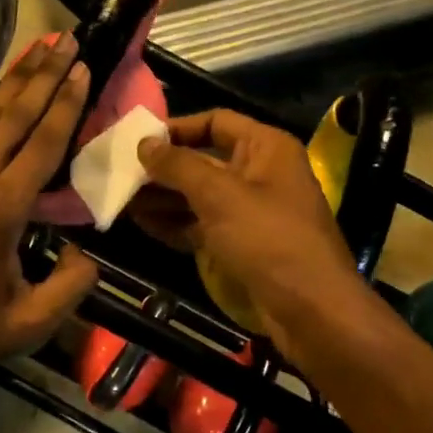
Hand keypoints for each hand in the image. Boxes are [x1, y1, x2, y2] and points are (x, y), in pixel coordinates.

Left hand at [0, 35, 100, 375]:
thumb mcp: (30, 321)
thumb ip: (70, 286)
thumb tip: (89, 253)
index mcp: (4, 207)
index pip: (44, 142)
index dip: (67, 103)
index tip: (84, 68)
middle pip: (18, 113)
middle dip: (47, 73)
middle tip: (69, 40)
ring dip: (15, 73)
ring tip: (40, 43)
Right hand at [134, 110, 370, 352]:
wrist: (311, 311)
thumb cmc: (268, 239)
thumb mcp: (219, 195)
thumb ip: (178, 165)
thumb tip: (144, 143)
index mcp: (266, 147)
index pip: (215, 122)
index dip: (176, 128)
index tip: (138, 141)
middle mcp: (259, 173)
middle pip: (203, 160)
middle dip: (163, 168)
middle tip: (120, 175)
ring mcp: (251, 211)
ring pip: (199, 195)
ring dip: (163, 197)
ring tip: (122, 201)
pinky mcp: (243, 243)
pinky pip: (203, 224)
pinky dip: (176, 223)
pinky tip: (143, 224)